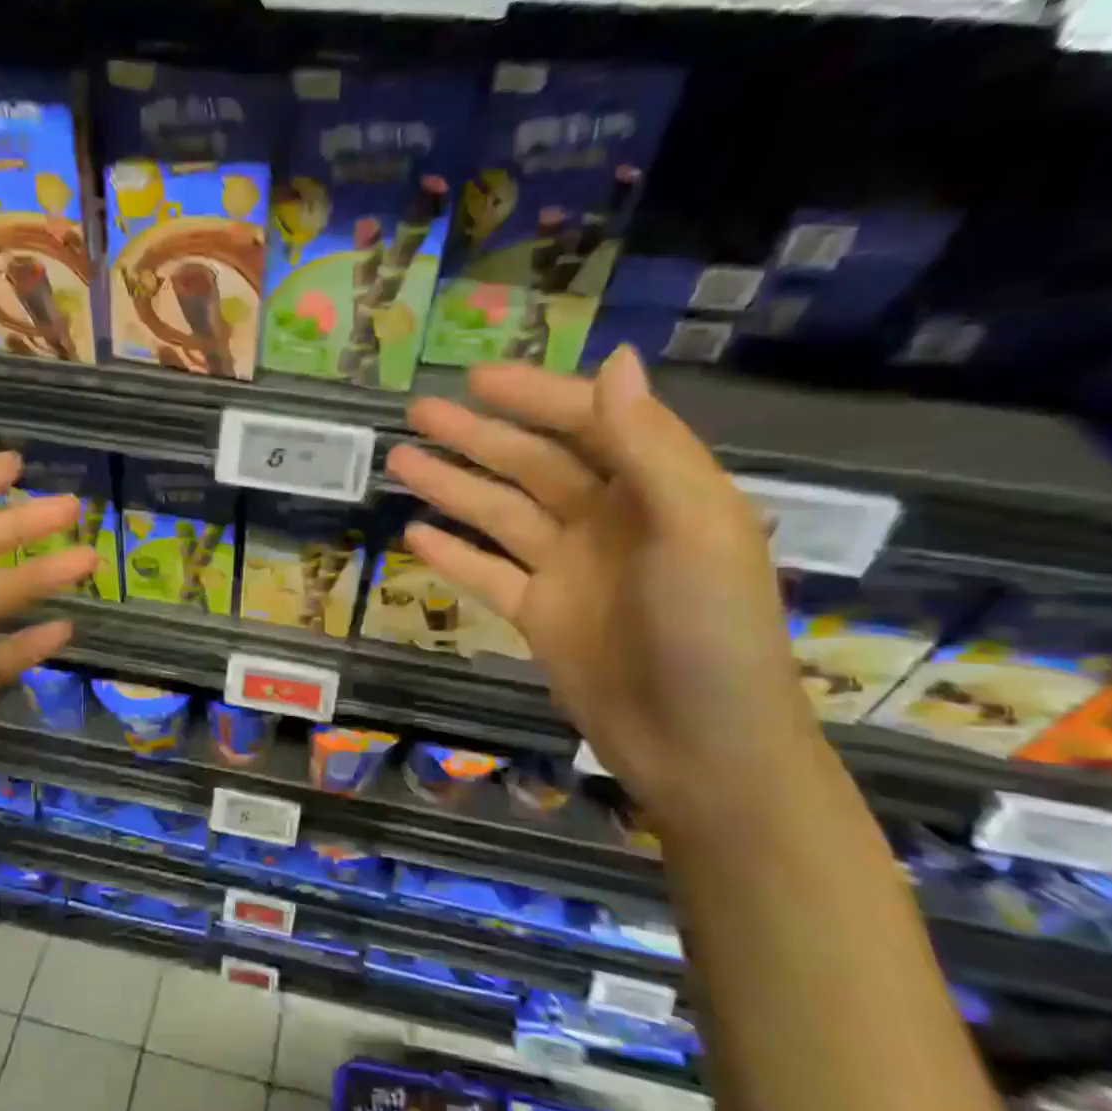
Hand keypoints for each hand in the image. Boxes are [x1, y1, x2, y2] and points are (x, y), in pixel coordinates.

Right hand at [387, 349, 829, 832]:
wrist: (701, 749)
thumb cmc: (712, 634)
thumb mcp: (696, 531)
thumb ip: (651, 447)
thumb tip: (613, 361)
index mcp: (657, 490)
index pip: (588, 424)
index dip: (534, 398)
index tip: (476, 380)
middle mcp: (609, 522)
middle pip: (532, 465)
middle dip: (476, 436)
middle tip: (416, 413)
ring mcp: (569, 571)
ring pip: (500, 515)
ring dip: (452, 487)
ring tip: (399, 461)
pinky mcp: (541, 616)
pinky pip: (488, 574)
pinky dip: (453, 554)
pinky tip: (414, 534)